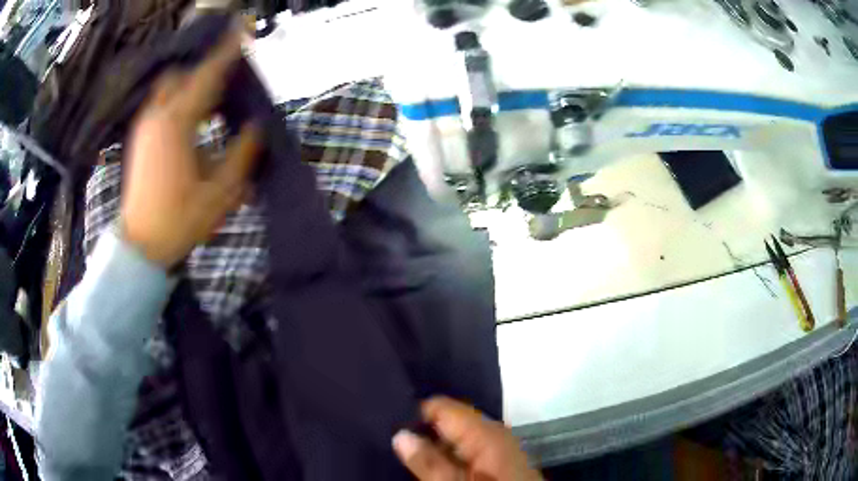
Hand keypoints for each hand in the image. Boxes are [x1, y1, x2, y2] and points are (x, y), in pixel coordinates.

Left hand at [121, 21, 259, 268]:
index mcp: (177, 125)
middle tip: (230, 80)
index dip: (227, 51)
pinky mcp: (140, 138)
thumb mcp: (221, 192)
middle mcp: (157, 117)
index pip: (206, 76)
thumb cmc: (180, 221)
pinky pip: (161, 103)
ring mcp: (144, 127)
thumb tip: (256, 126)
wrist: (141, 245)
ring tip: (213, 100)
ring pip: (169, 87)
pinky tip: (193, 119)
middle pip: (183, 75)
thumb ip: (242, 154)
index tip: (243, 29)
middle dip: (207, 70)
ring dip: (192, 85)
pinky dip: (179, 99)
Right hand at [393, 397, 542, 480]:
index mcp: (483, 430)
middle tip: (391, 443)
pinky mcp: (496, 459)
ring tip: (404, 453)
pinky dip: (447, 454)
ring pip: (454, 436)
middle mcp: (490, 431)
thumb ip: (428, 461)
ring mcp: (495, 445)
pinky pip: (465, 448)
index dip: (412, 413)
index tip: (387, 424)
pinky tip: (432, 465)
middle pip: (447, 420)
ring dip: (432, 445)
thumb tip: (399, 434)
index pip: (440, 405)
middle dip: (421, 431)